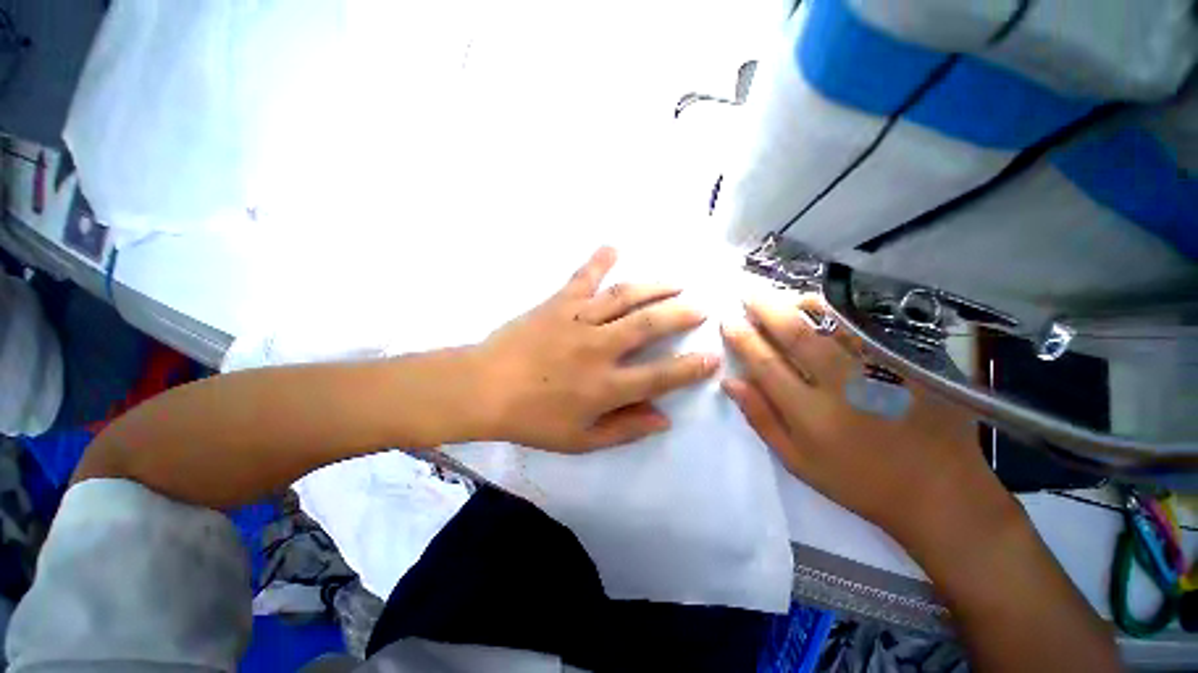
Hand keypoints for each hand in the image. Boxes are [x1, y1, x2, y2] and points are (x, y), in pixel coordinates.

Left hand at [472, 247, 719, 452]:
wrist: (483, 388)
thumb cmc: (531, 419)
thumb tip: (664, 419)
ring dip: (655, 286)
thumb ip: (624, 430)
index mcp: (604, 386)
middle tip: (702, 307)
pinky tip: (613, 246)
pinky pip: (583, 277)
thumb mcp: (580, 440)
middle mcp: (598, 348)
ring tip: (677, 280)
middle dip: (681, 314)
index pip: (659, 376)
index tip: (712, 358)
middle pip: (649, 325)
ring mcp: (578, 320)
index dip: (690, 369)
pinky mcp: (558, 303)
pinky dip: (599, 260)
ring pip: (625, 297)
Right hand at [720, 294, 1018, 553]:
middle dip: (765, 309)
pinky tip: (823, 305)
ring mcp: (878, 370)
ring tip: (780, 295)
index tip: (728, 321)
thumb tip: (730, 382)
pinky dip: (840, 312)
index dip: (743, 339)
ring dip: (800, 303)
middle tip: (746, 293)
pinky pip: (867, 328)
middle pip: (796, 335)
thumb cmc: (857, 480)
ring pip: (833, 323)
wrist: (938, 491)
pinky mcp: (907, 364)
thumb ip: (761, 418)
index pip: (766, 364)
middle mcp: (842, 386)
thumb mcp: (796, 461)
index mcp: (810, 414)